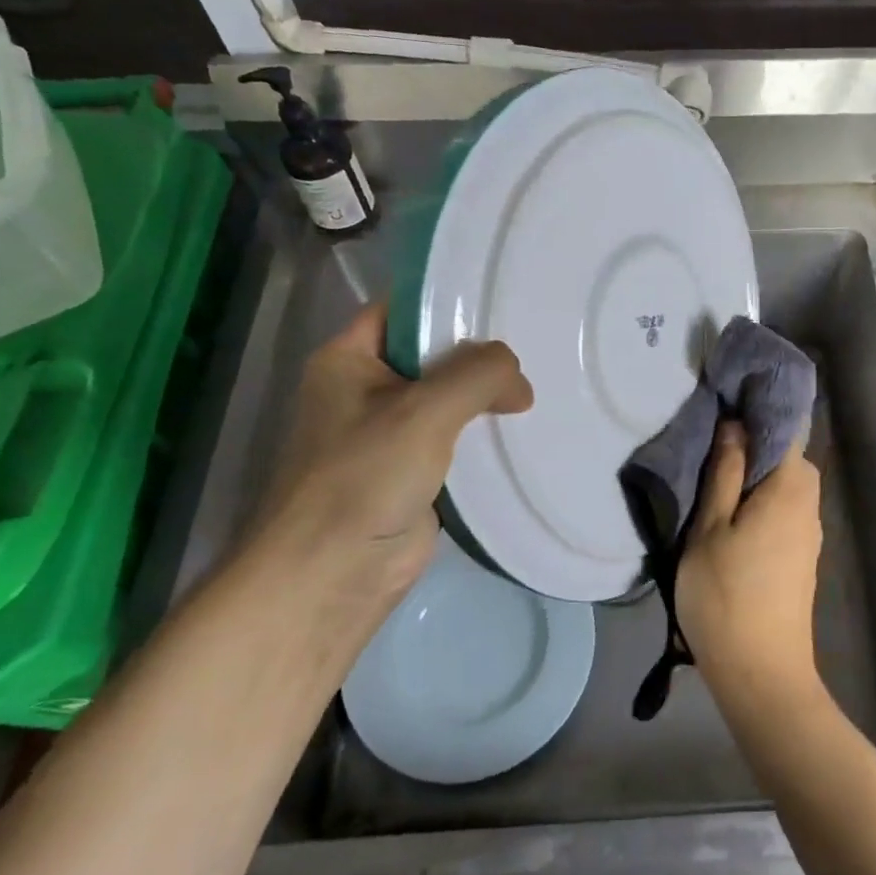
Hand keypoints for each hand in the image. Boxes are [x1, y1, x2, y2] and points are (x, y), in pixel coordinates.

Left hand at [241, 304, 532, 632]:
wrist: (333, 576)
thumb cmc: (364, 478)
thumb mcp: (424, 411)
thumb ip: (478, 375)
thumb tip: (518, 380)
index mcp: (348, 359)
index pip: (403, 309)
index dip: (448, 301)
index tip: (505, 298)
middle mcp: (367, 389)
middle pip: (432, 354)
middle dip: (480, 353)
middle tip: (538, 343)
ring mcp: (391, 433)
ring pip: (448, 399)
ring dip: (487, 396)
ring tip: (542, 380)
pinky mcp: (413, 471)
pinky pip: (456, 439)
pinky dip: (485, 434)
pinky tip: (526, 427)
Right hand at [675, 421, 824, 708]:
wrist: (761, 674)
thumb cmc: (726, 596)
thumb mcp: (710, 528)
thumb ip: (724, 472)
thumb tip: (735, 424)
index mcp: (790, 487)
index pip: (786, 427)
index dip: (758, 410)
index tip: (726, 399)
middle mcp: (809, 503)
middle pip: (787, 455)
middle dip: (754, 441)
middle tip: (710, 438)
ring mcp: (809, 532)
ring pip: (784, 484)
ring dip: (755, 472)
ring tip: (713, 471)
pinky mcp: (802, 556)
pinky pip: (784, 508)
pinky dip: (761, 497)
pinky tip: (732, 509)